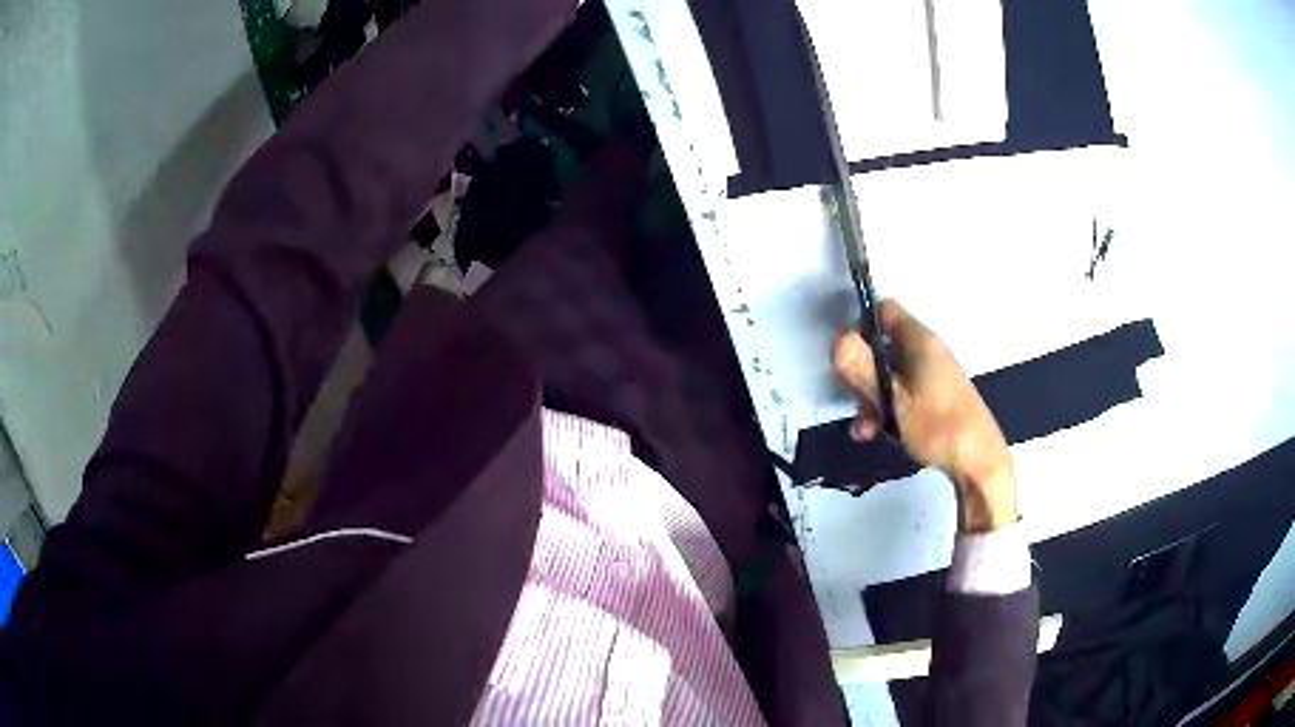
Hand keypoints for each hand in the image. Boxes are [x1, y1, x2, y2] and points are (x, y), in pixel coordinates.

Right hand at [831, 300, 1016, 532]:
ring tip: (865, 427)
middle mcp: (926, 351)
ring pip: (889, 374)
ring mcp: (932, 375)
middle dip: (862, 372)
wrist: (979, 463)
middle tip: (857, 400)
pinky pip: (902, 393)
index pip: (884, 311)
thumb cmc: (938, 427)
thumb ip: (863, 370)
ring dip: (871, 397)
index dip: (860, 325)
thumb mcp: (894, 401)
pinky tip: (876, 434)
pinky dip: (886, 409)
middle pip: (882, 345)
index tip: (846, 356)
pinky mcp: (935, 398)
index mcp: (919, 342)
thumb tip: (837, 340)